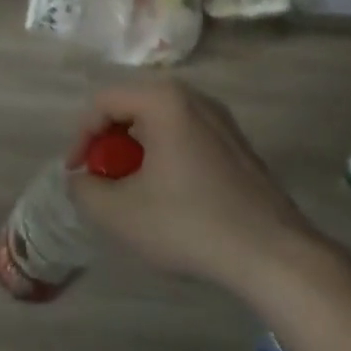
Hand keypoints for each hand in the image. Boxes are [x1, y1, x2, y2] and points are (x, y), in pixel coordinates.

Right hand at [67, 82, 311, 291]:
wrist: (273, 254)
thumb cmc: (190, 224)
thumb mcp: (120, 213)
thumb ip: (85, 190)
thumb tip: (81, 178)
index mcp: (164, 100)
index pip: (103, 101)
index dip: (81, 136)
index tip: (77, 174)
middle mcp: (194, 96)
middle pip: (133, 107)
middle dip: (109, 143)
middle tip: (104, 180)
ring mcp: (221, 118)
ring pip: (160, 122)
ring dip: (136, 151)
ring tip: (133, 191)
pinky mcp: (237, 143)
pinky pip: (185, 135)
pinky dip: (165, 156)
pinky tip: (169, 197)